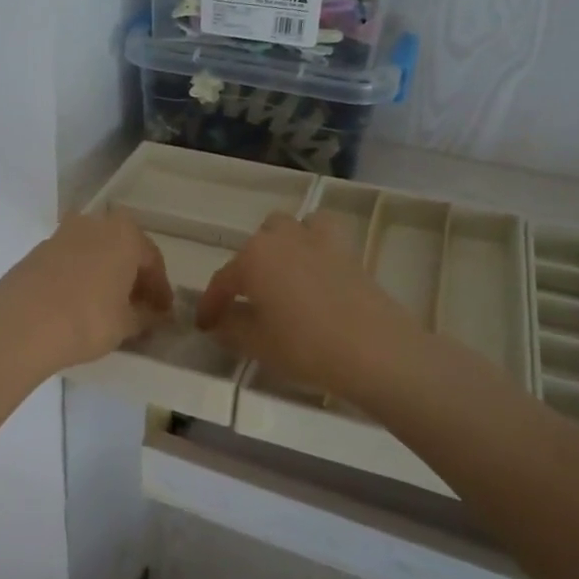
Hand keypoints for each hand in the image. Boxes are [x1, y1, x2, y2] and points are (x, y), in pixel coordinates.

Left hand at [0, 213, 173, 376]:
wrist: (21, 324)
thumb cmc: (87, 320)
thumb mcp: (126, 324)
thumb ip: (145, 316)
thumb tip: (154, 315)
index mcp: (124, 234)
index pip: (152, 260)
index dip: (160, 288)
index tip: (163, 311)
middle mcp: (94, 224)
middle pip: (122, 249)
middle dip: (132, 275)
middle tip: (137, 304)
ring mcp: (61, 234)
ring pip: (94, 252)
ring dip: (104, 272)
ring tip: (107, 304)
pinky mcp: (37, 251)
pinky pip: (70, 261)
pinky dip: (80, 276)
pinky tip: (78, 302)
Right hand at [196, 211, 423, 403]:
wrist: (374, 350)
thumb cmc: (305, 346)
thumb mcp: (257, 344)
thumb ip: (231, 328)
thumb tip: (220, 322)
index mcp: (252, 258)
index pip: (222, 281)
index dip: (210, 305)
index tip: (204, 326)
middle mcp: (282, 239)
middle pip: (254, 247)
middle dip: (245, 270)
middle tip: (246, 302)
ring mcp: (317, 240)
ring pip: (288, 228)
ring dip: (278, 245)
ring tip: (280, 275)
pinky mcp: (348, 250)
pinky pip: (323, 233)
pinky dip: (314, 242)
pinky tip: (314, 266)